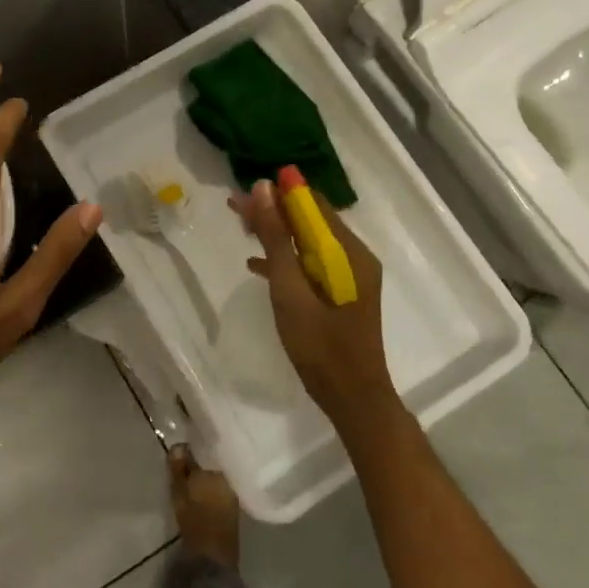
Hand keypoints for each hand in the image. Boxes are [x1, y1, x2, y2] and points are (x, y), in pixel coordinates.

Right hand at [232, 180, 396, 427]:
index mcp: (348, 252)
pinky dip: (284, 259)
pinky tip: (256, 262)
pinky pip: (309, 263)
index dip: (281, 191)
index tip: (247, 187)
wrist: (352, 399)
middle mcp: (353, 256)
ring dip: (275, 233)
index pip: (312, 205)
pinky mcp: (339, 293)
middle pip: (309, 221)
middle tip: (235, 206)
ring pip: (306, 241)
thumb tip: (263, 188)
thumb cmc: (321, 346)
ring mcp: (348, 276)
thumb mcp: (290, 290)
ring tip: (240, 225)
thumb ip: (276, 239)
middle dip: (274, 210)